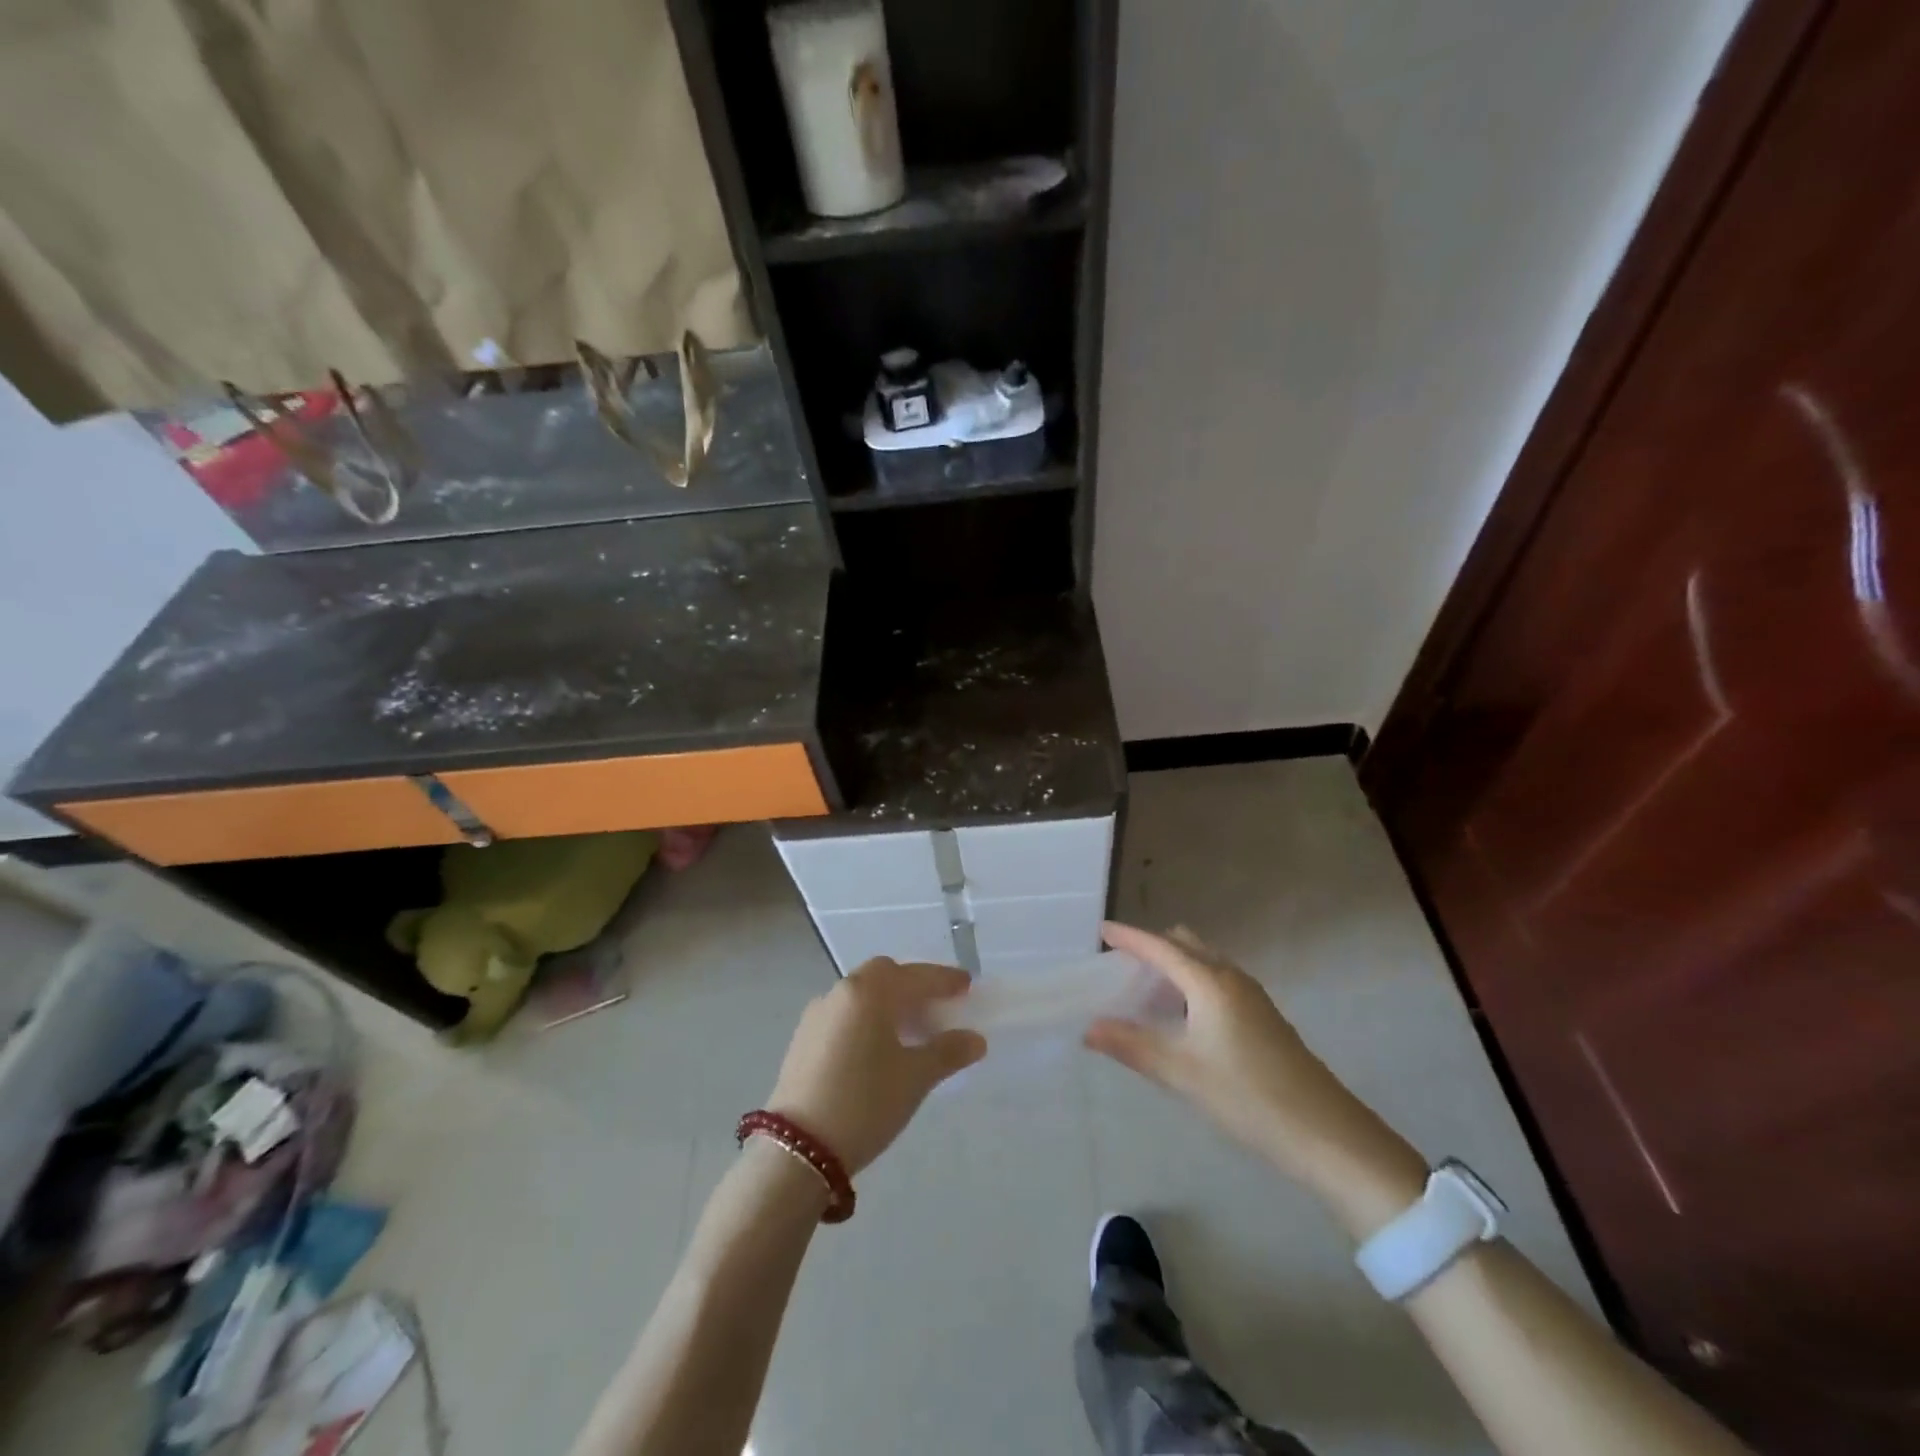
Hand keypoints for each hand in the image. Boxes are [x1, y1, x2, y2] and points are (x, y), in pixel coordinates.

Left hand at [766, 959, 985, 1174]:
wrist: (797, 1149)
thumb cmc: (864, 1103)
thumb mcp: (914, 1078)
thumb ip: (948, 1052)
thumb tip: (975, 1039)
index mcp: (869, 992)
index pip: (915, 976)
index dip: (944, 980)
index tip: (967, 986)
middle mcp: (840, 992)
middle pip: (884, 976)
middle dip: (913, 986)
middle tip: (938, 1005)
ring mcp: (817, 1015)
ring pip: (862, 994)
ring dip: (889, 1002)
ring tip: (912, 1029)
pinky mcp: (803, 1039)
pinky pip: (845, 1014)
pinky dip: (868, 1018)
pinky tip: (879, 1047)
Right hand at [1086, 923, 1424, 1227]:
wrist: (1327, 1135)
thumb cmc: (1248, 1096)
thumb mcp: (1181, 1073)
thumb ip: (1132, 1046)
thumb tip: (1089, 1028)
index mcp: (1210, 982)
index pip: (1160, 947)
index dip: (1129, 937)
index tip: (1102, 930)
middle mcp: (1231, 978)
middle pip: (1185, 945)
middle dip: (1152, 947)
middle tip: (1120, 967)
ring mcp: (1252, 997)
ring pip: (1204, 963)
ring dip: (1174, 966)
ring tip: (1144, 992)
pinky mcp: (1263, 1018)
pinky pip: (1217, 982)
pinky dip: (1192, 984)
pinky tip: (1182, 1018)